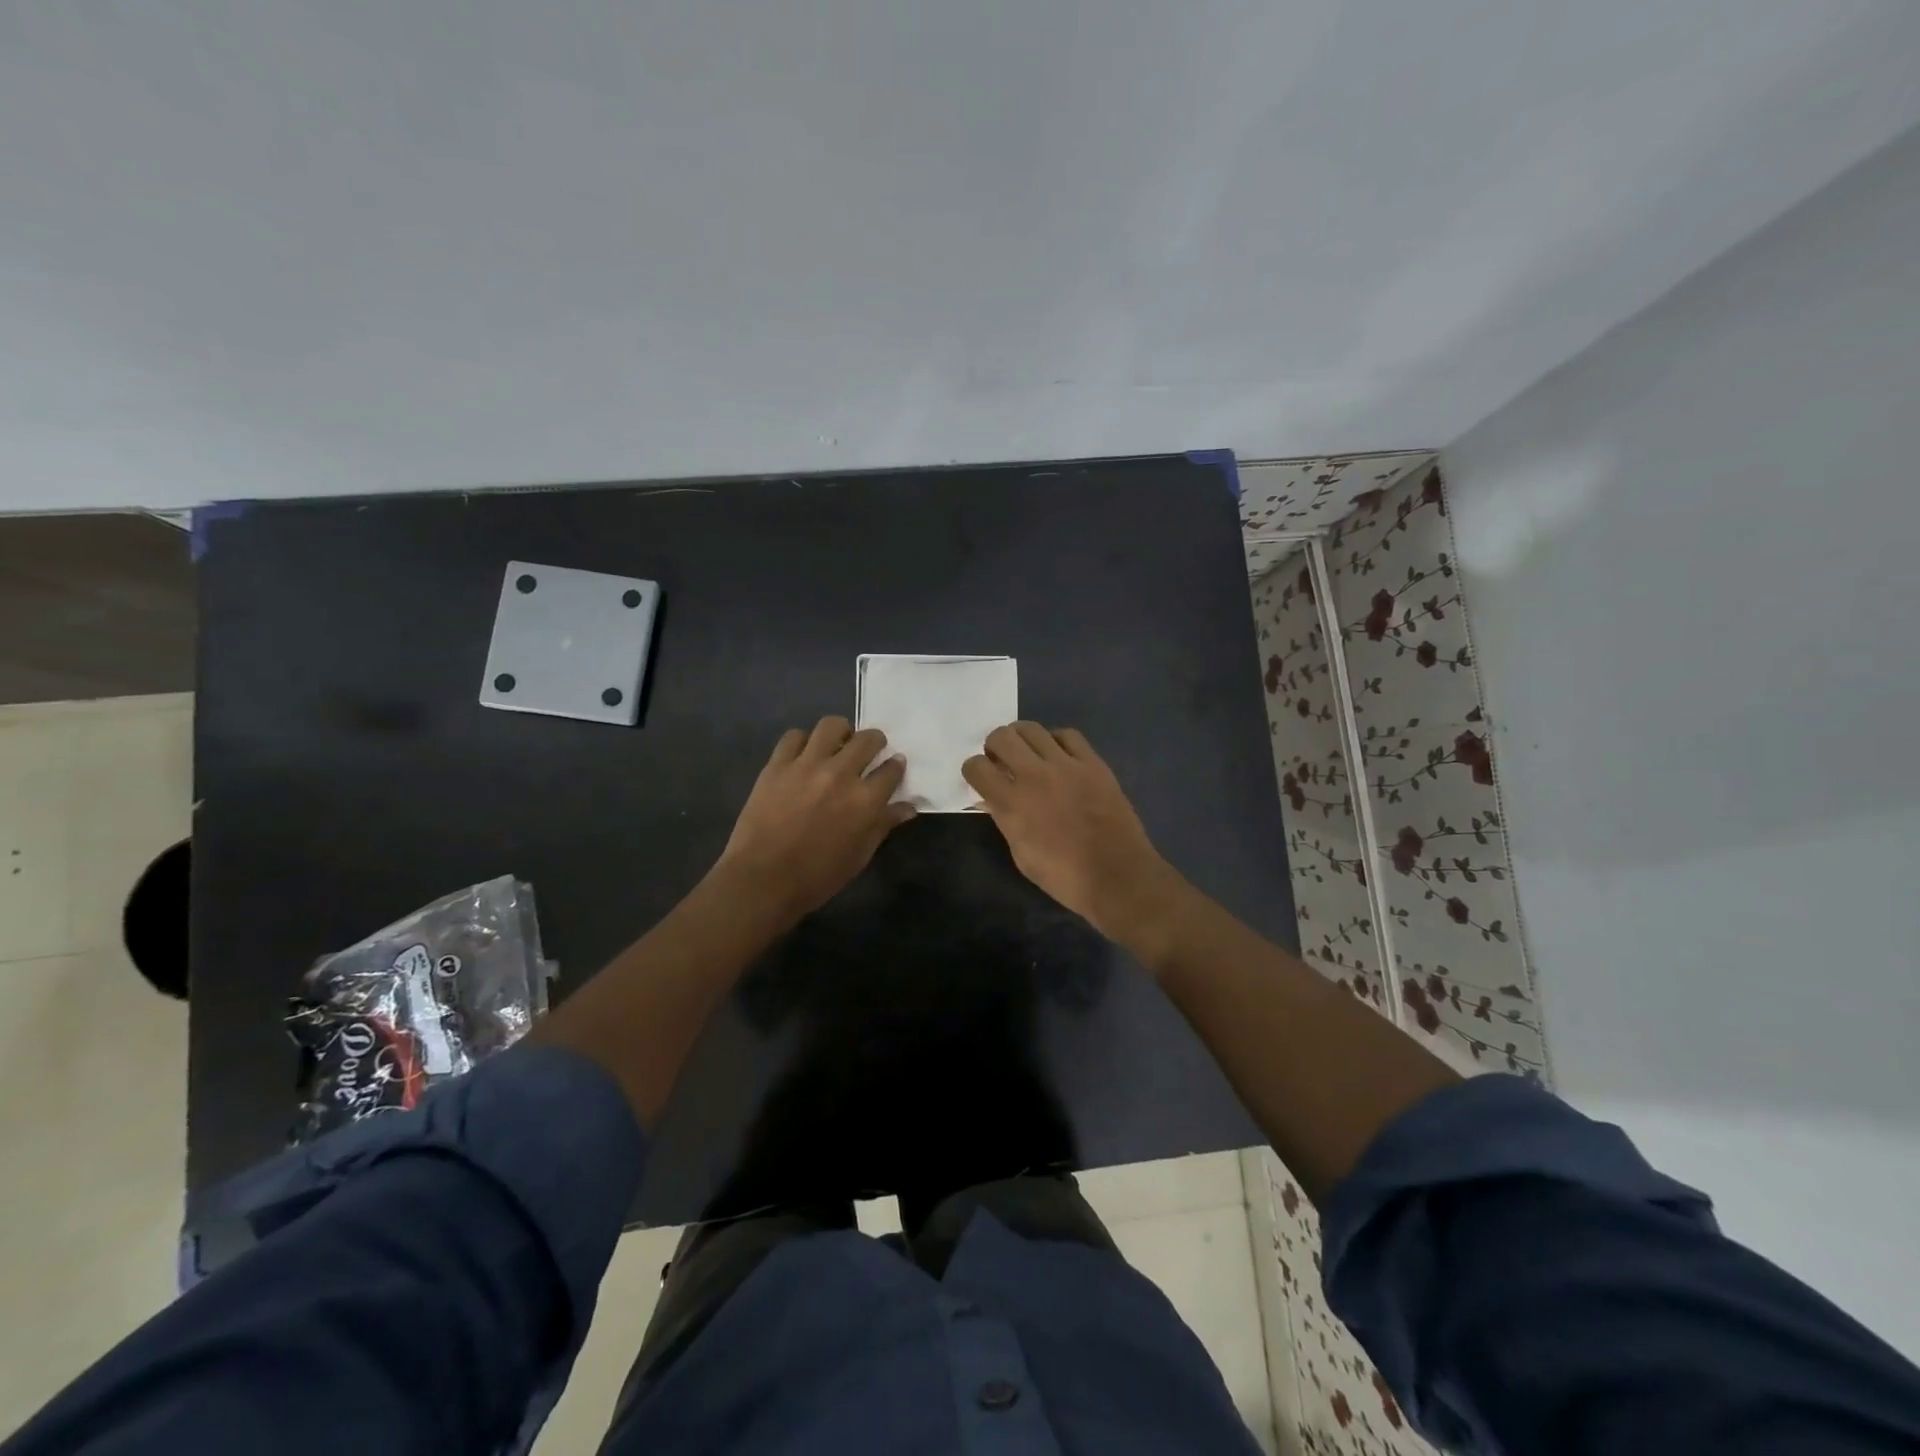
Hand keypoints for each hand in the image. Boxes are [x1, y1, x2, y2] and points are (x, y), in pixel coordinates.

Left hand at [714, 716, 914, 918]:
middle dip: (875, 741)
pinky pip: (794, 736)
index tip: (894, 766)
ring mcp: (807, 765)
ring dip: (841, 731)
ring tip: (838, 743)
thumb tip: (907, 807)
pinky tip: (804, 754)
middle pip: (867, 739)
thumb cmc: (817, 876)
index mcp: (866, 800)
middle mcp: (840, 774)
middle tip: (870, 750)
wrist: (762, 879)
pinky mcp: (777, 764)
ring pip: (831, 726)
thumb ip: (883, 825)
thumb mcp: (859, 856)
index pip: (892, 769)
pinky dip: (803, 741)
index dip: (896, 765)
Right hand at [962, 723, 1187, 948]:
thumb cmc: (1063, 876)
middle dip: (994, 747)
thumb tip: (990, 800)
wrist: (1117, 875)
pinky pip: (1068, 735)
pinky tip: (1058, 755)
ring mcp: (1066, 765)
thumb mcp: (1021, 855)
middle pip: (1001, 737)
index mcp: (1011, 803)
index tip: (980, 778)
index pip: (976, 767)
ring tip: (1027, 753)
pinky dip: (1056, 741)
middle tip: (1001, 760)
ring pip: (1031, 729)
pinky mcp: (1093, 763)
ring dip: (1021, 739)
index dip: (973, 770)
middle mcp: (1034, 776)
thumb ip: (1004, 820)